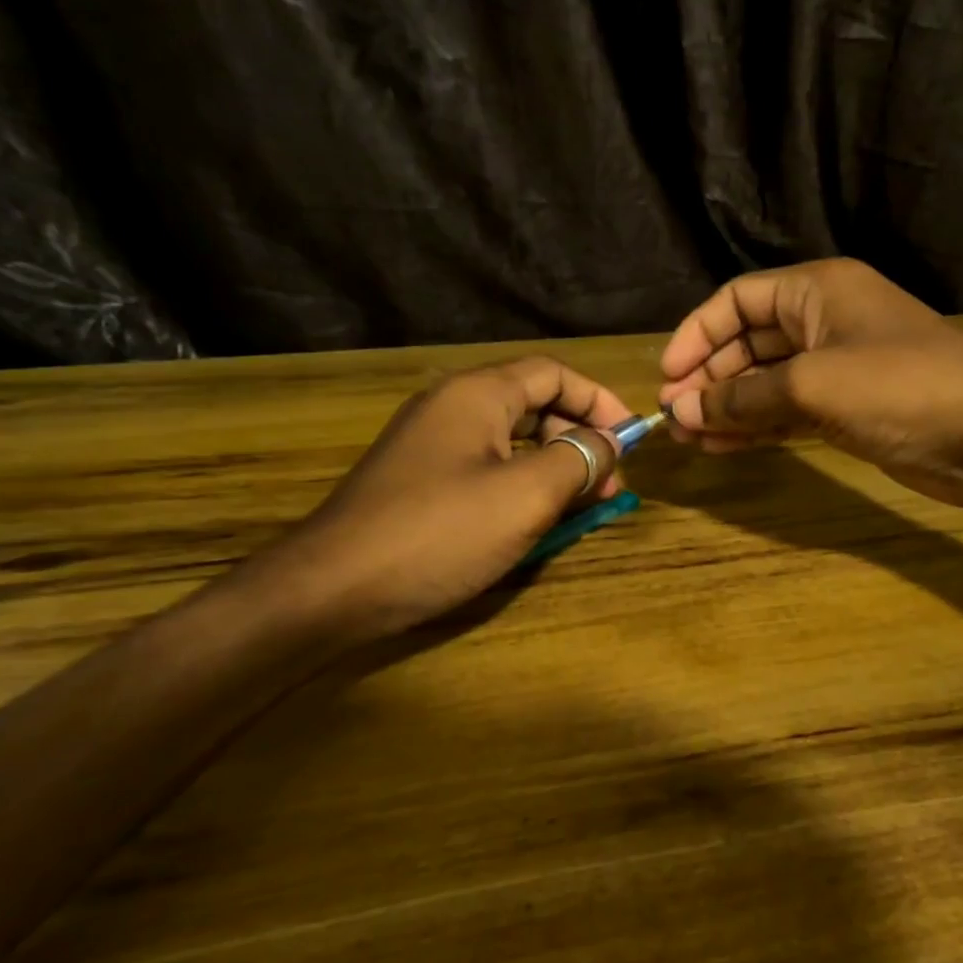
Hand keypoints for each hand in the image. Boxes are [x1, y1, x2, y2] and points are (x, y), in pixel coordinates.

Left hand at [261, 358, 631, 635]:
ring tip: (580, 507)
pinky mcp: (419, 481)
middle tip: (608, 486)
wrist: (331, 589)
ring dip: (553, 466)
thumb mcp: (526, 495)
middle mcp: (451, 407)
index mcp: (477, 394)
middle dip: (578, 439)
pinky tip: (533, 519)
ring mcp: (430, 445)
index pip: (554, 373)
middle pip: (534, 403)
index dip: (599, 401)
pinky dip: (520, 484)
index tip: (630, 440)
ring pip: (511, 440)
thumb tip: (609, 442)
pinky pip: (485, 467)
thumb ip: (578, 459)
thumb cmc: (439, 533)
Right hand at [656, 259, 962, 511]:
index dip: (697, 334)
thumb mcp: (811, 385)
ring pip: (764, 381)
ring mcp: (836, 367)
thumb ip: (741, 398)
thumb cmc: (900, 387)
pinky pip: (786, 411)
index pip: (737, 300)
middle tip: (675, 416)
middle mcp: (823, 320)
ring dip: (726, 406)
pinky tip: (722, 447)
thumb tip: (681, 412)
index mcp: (817, 289)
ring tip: (689, 438)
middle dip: (709, 377)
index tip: (667, 376)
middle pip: (747, 341)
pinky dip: (755, 427)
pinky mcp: (846, 408)